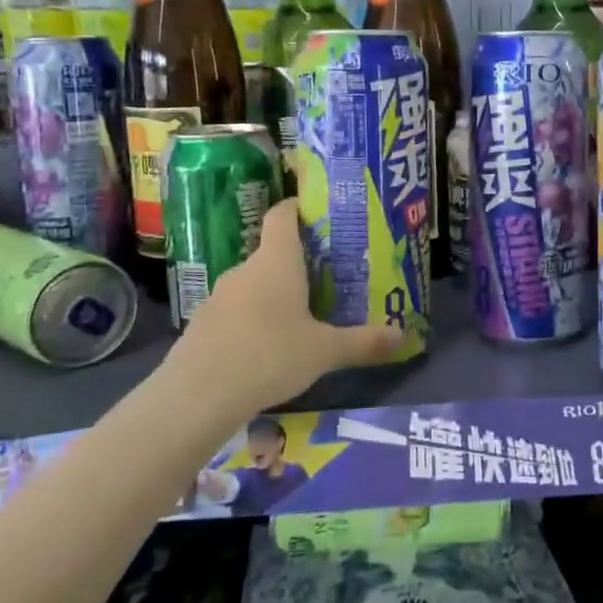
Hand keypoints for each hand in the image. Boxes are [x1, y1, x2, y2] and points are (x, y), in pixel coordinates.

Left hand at [152, 200, 402, 415]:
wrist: (198, 395)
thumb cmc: (271, 356)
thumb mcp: (325, 351)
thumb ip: (363, 342)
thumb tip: (404, 337)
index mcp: (277, 262)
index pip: (282, 216)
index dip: (296, 208)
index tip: (314, 211)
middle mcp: (245, 270)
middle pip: (271, 253)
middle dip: (296, 263)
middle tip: (324, 279)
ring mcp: (218, 297)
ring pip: (252, 285)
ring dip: (272, 295)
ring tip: (298, 316)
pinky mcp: (201, 325)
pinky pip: (234, 312)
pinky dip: (251, 320)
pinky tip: (265, 348)